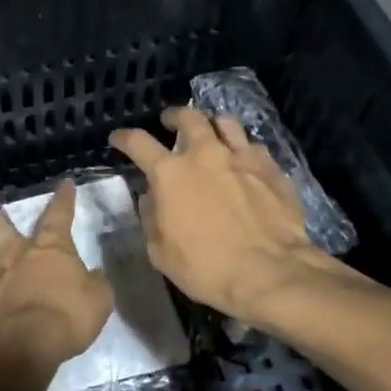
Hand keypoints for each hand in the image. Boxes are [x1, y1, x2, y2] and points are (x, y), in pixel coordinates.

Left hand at [0, 182, 111, 378]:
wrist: (28, 344)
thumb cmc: (68, 315)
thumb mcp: (99, 298)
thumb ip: (94, 283)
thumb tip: (92, 275)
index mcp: (52, 248)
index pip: (59, 216)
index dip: (63, 200)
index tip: (64, 184)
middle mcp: (21, 255)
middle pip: (2, 226)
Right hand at [110, 106, 341, 326]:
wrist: (270, 274)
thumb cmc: (207, 268)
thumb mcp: (160, 252)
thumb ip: (151, 218)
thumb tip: (151, 197)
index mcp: (170, 173)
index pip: (138, 142)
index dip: (124, 138)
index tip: (118, 139)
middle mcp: (205, 154)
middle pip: (188, 117)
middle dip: (174, 116)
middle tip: (170, 123)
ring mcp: (242, 157)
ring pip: (225, 122)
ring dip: (212, 125)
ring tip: (211, 134)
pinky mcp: (271, 168)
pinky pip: (253, 146)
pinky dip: (243, 150)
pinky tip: (243, 164)